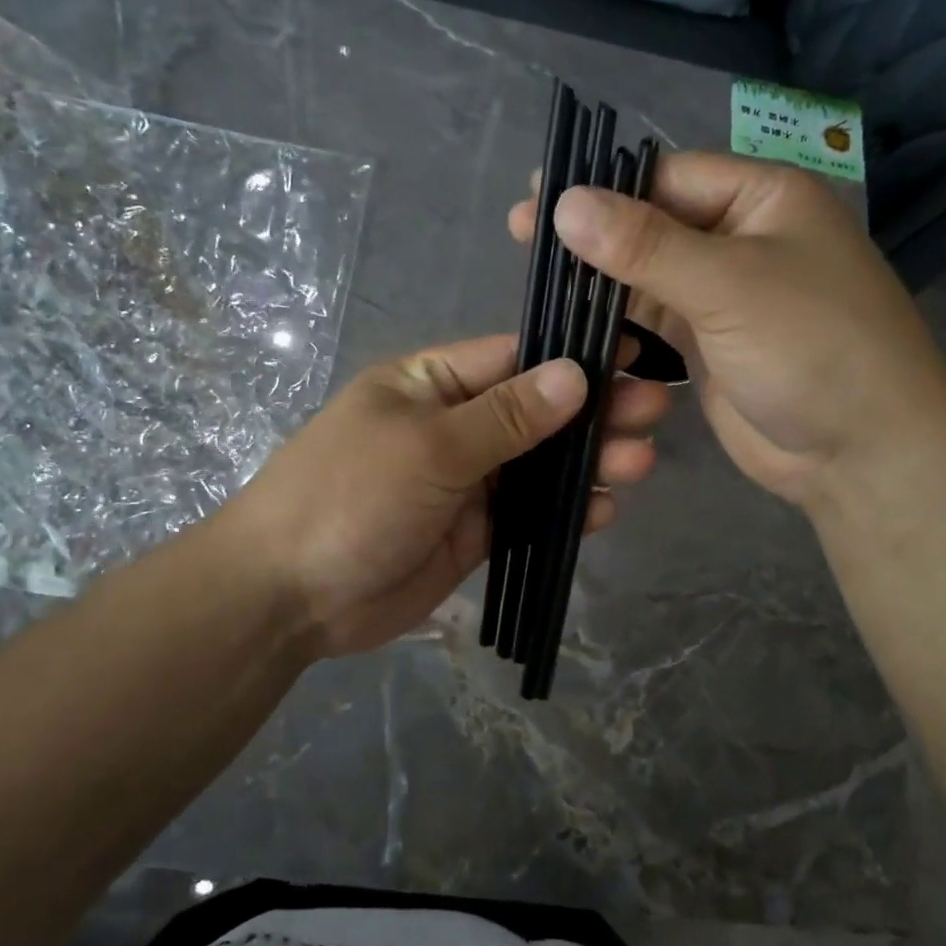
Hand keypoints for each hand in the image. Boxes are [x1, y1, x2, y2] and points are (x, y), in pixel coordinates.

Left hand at [222, 335, 670, 656]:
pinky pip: (528, 513)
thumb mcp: (429, 446)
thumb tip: (575, 374)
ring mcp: (465, 481)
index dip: (573, 354)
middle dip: (594, 410)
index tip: (633, 352)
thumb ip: (507, 415)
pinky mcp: (473, 531)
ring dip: (587, 461)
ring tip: (640, 461)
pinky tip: (603, 510)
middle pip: (537, 410)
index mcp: (432, 383)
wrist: (291, 594)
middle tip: (655, 409)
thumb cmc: (350, 496)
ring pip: (540, 464)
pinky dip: (565, 511)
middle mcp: (454, 425)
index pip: (515, 356)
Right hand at [511, 154, 945, 513]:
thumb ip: (645, 245)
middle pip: (651, 224)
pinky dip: (617, 321)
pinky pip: (652, 320)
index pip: (666, 176)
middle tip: (521, 238)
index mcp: (761, 198)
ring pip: (647, 274)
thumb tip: (564, 203)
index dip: (600, 188)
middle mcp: (740, 238)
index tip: (535, 202)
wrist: (859, 452)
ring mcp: (723, 294)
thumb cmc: (812, 347)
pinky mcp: (707, 344)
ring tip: (538, 281)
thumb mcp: (729, 285)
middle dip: (592, 234)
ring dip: (600, 279)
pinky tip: (574, 321)